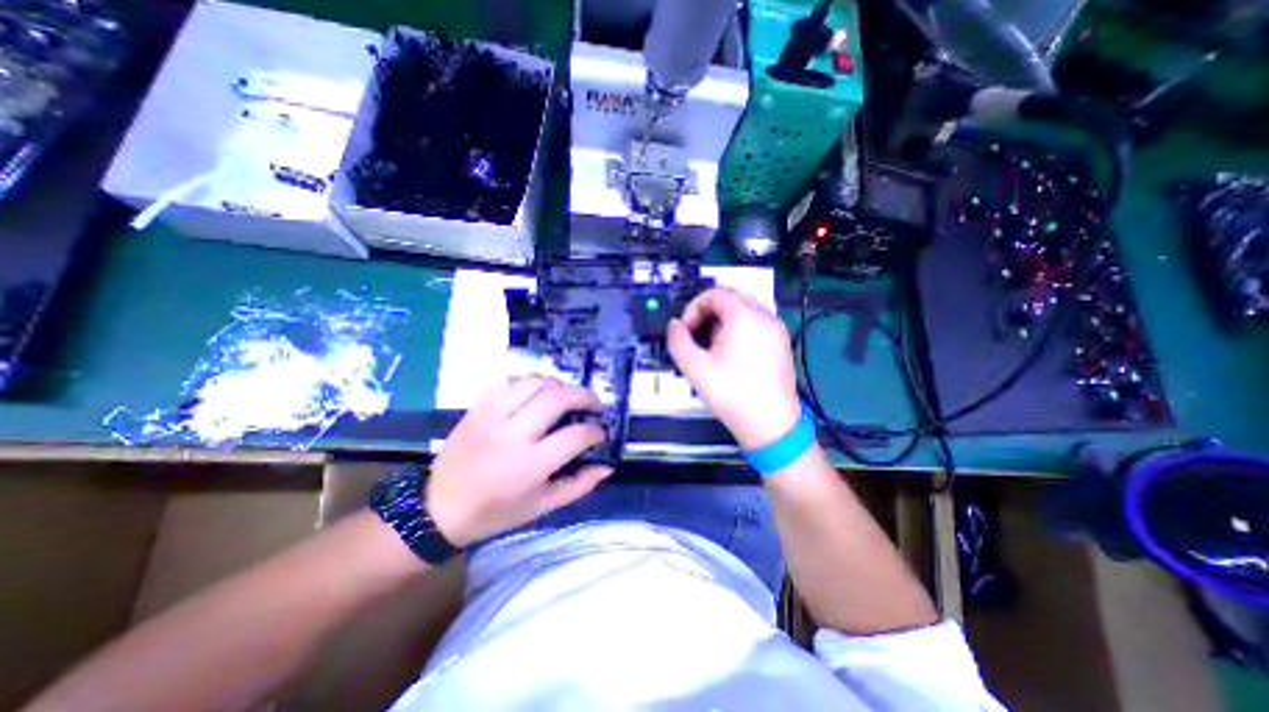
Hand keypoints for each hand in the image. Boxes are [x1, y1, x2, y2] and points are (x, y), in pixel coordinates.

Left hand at [422, 376, 612, 546]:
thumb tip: (607, 467)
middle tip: (593, 404)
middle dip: (584, 396)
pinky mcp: (477, 408)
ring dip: (559, 384)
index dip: (595, 431)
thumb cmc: (496, 512)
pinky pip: (508, 381)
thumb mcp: (541, 507)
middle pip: (558, 398)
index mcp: (531, 465)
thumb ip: (578, 485)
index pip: (576, 435)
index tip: (599, 433)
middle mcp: (513, 434)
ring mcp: (492, 416)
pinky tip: (536, 392)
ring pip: (534, 383)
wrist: (439, 508)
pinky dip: (529, 382)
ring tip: (567, 395)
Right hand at [668, 286, 795, 446]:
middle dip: (707, 314)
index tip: (686, 329)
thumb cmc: (734, 394)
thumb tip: (674, 326)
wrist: (771, 426)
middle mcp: (765, 318)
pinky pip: (756, 326)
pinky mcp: (781, 345)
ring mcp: (776, 331)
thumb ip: (678, 341)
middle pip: (731, 299)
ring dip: (722, 323)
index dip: (694, 308)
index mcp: (745, 317)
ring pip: (744, 312)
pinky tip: (730, 356)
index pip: (715, 293)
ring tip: (710, 348)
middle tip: (695, 337)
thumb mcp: (696, 368)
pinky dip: (738, 331)